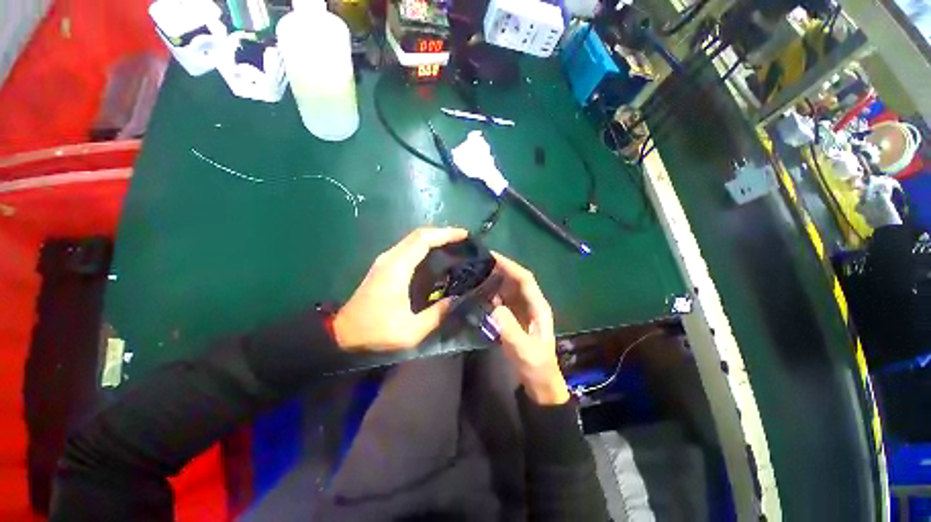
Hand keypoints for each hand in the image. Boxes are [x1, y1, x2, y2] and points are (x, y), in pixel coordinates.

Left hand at [333, 227, 468, 351]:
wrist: (342, 334)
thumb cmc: (376, 332)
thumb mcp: (411, 331)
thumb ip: (437, 314)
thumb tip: (456, 299)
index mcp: (397, 269)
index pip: (423, 240)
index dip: (445, 234)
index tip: (465, 235)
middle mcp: (390, 258)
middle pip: (419, 234)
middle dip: (443, 233)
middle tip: (463, 240)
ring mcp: (385, 260)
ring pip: (413, 239)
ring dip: (434, 238)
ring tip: (454, 246)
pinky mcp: (384, 266)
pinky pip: (408, 247)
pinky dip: (425, 246)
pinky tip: (436, 256)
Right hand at [490, 252, 568, 404]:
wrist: (539, 384)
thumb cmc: (536, 367)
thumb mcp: (524, 350)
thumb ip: (510, 328)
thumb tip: (494, 306)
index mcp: (538, 306)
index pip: (524, 279)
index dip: (509, 265)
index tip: (491, 256)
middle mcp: (530, 304)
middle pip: (514, 280)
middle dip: (498, 269)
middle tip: (477, 263)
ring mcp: (521, 311)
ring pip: (507, 289)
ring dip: (493, 280)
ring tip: (474, 274)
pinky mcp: (513, 318)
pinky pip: (501, 300)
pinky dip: (490, 294)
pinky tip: (477, 293)